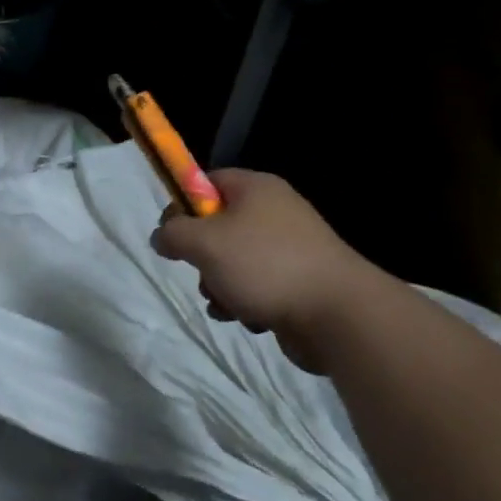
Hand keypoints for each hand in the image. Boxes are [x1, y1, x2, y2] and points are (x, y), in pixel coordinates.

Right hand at [151, 170, 396, 373]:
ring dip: (220, 284)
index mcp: (255, 188)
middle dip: (202, 255)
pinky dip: (246, 302)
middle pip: (218, 225)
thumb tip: (161, 236)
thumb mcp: (205, 243)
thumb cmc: (266, 265)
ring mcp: (291, 248)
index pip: (207, 182)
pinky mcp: (300, 282)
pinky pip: (258, 285)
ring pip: (234, 261)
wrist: (339, 316)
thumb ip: (174, 233)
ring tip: (226, 303)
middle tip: (202, 271)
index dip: (184, 205)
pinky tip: (248, 318)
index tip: (172, 233)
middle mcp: (274, 211)